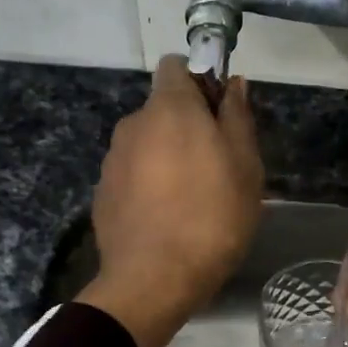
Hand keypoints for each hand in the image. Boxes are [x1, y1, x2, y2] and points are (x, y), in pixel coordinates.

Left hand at [75, 56, 263, 346]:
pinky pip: (132, 176)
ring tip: (191, 200)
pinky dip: (148, 186)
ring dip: (167, 159)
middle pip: (162, 109)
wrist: (153, 280)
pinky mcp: (102, 194)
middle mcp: (133, 124)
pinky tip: (166, 219)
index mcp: (169, 108)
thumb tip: (234, 83)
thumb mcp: (245, 167)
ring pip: (147, 145)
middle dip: (187, 127)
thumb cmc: (212, 218)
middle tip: (216, 166)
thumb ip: (238, 117)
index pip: (176, 66)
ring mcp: (112, 160)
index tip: (220, 114)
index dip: (201, 82)